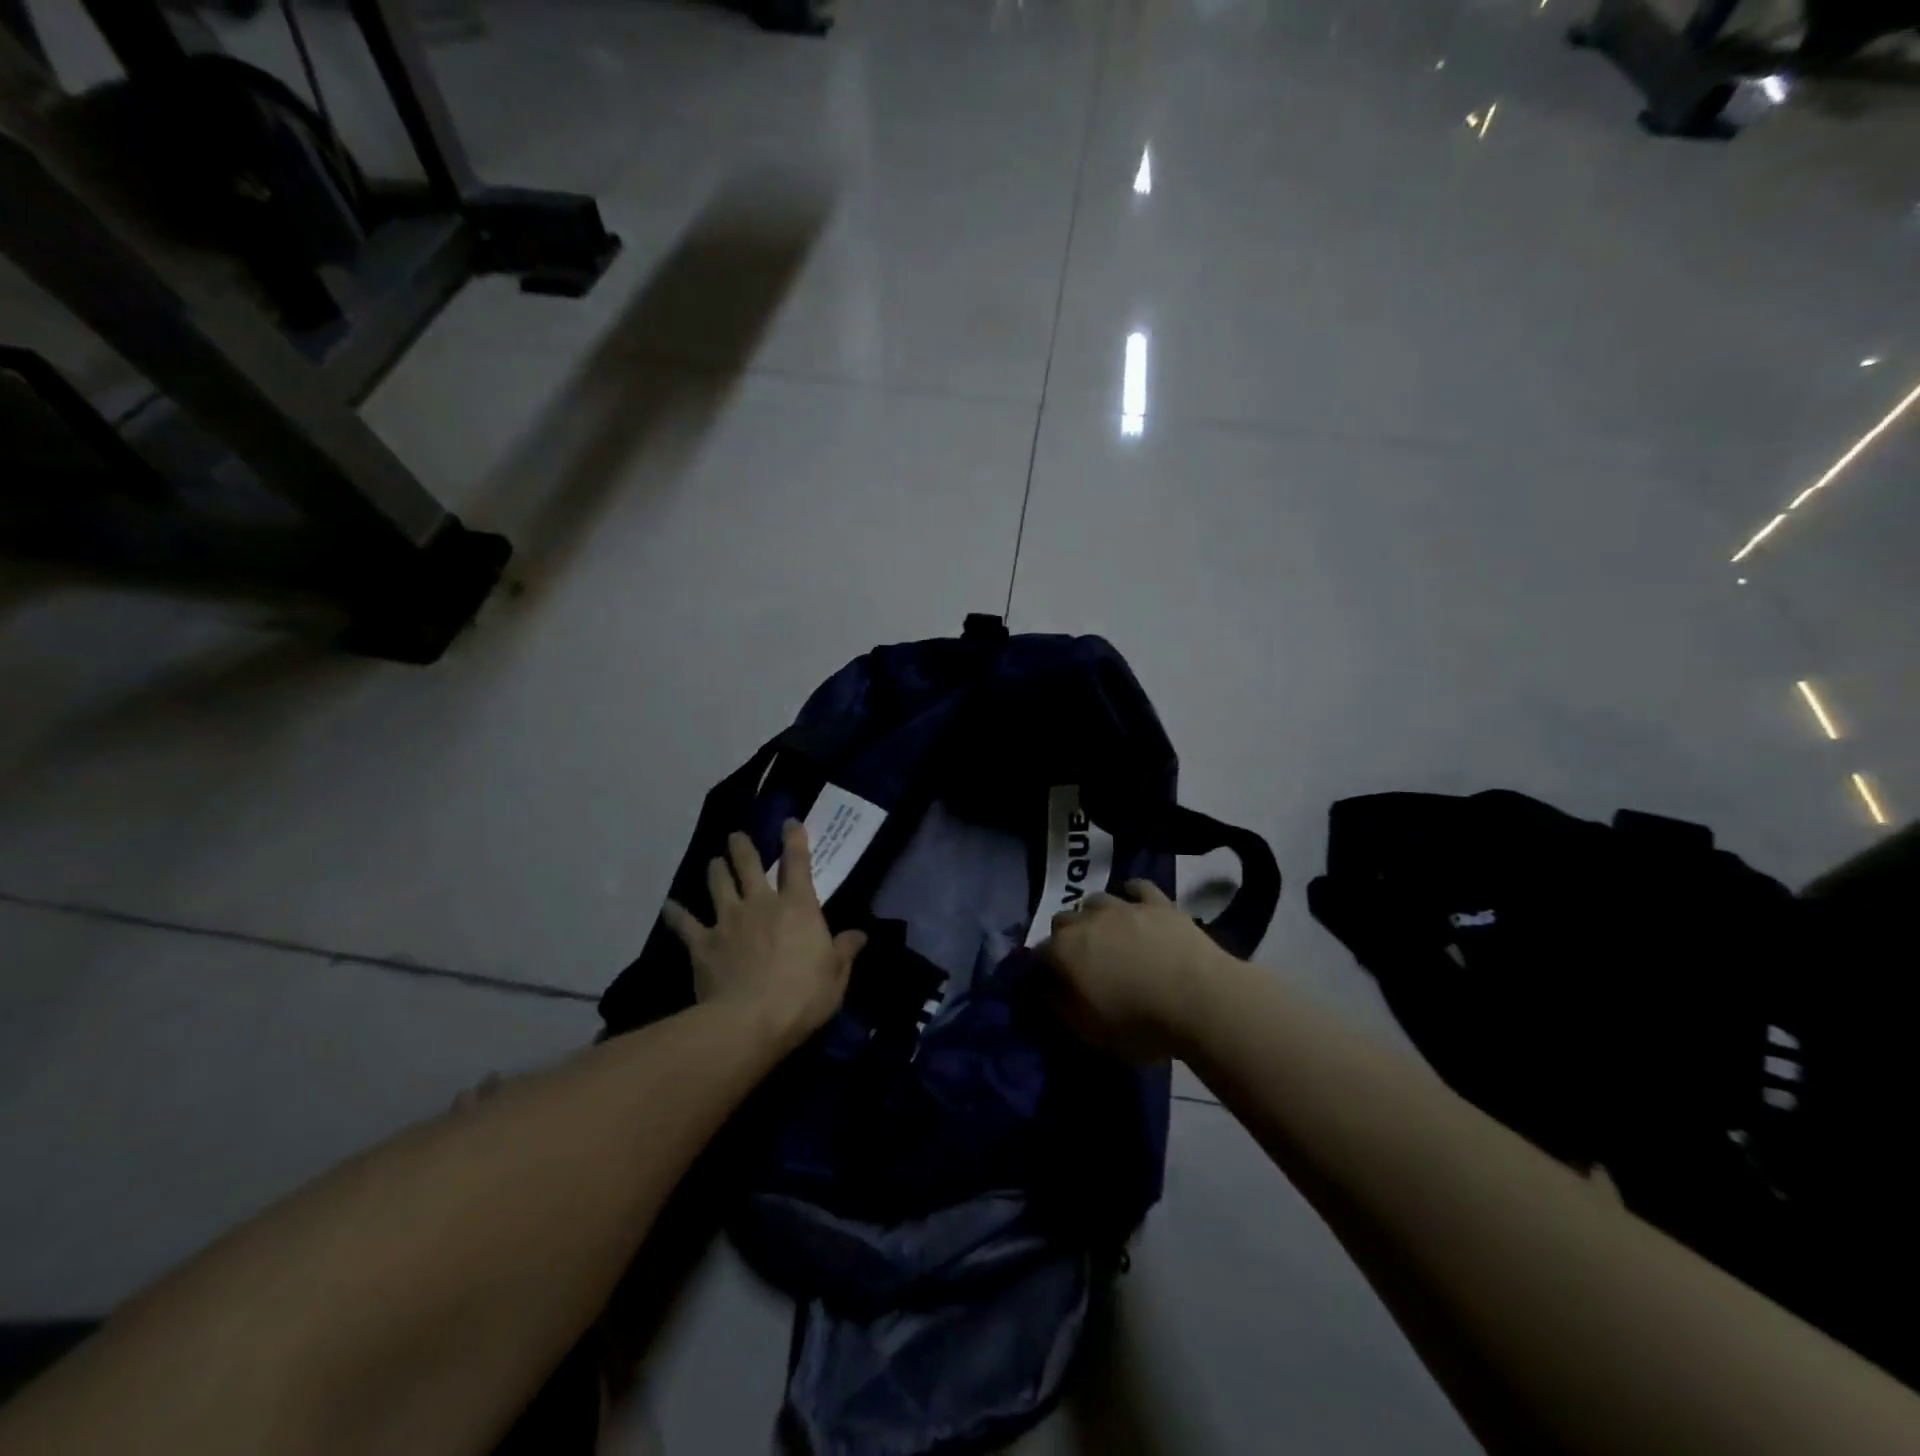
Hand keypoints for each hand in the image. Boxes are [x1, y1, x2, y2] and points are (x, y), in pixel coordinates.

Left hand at [662, 822, 865, 1050]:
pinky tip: (669, 906)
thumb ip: (845, 950)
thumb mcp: (836, 975)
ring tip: (714, 861)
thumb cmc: (803, 995)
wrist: (750, 1021)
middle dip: (743, 847)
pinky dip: (676, 913)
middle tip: (736, 836)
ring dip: (716, 870)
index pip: (798, 863)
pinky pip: (685, 924)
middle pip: (749, 865)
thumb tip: (860, 934)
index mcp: (798, 906)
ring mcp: (728, 921)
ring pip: (719, 884)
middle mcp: (760, 903)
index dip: (794, 839)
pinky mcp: (703, 944)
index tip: (789, 821)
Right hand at [1039, 879, 1229, 1061]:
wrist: (1200, 1000)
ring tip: (1108, 934)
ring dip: (1095, 915)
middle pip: (1063, 920)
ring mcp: (1123, 907)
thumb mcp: (1089, 1032)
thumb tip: (1046, 989)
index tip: (1052, 984)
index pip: (1039, 953)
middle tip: (1082, 961)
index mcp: (1064, 951)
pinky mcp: (1157, 902)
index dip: (1043, 968)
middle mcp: (1087, 920)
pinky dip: (1131, 894)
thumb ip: (1060, 1007)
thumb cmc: (1140, 1024)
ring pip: (1096, 900)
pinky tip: (1135, 904)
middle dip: (1066, 937)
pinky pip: (1137, 887)